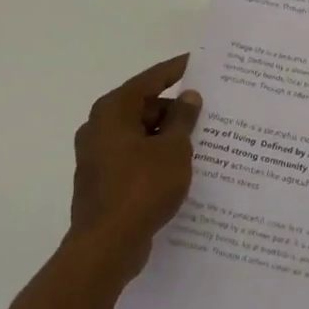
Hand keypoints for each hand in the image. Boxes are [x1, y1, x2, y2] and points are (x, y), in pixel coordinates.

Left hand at [69, 54, 201, 277]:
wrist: (106, 246)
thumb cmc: (141, 188)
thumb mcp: (173, 150)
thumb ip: (183, 119)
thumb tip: (189, 96)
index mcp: (113, 111)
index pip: (150, 79)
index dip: (177, 70)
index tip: (199, 63)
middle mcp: (100, 127)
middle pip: (144, 107)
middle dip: (176, 109)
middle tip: (209, 111)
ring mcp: (98, 156)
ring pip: (140, 134)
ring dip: (168, 136)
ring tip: (203, 141)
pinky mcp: (103, 180)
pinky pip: (135, 157)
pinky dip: (156, 157)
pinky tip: (182, 167)